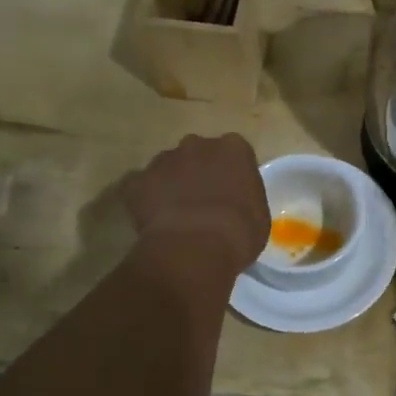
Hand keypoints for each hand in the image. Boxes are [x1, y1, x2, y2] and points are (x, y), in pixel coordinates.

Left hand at [119, 134, 269, 279]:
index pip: (233, 153)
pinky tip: (153, 221)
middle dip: (198, 172)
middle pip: (197, 153)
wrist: (194, 250)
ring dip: (171, 183)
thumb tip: (233, 204)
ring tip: (175, 215)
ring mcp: (164, 160)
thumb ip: (244, 198)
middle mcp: (197, 145)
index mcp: (234, 149)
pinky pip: (140, 186)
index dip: (229, 173)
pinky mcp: (136, 180)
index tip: (230, 193)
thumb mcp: (258, 215)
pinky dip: (144, 199)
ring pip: (167, 167)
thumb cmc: (238, 233)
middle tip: (201, 201)